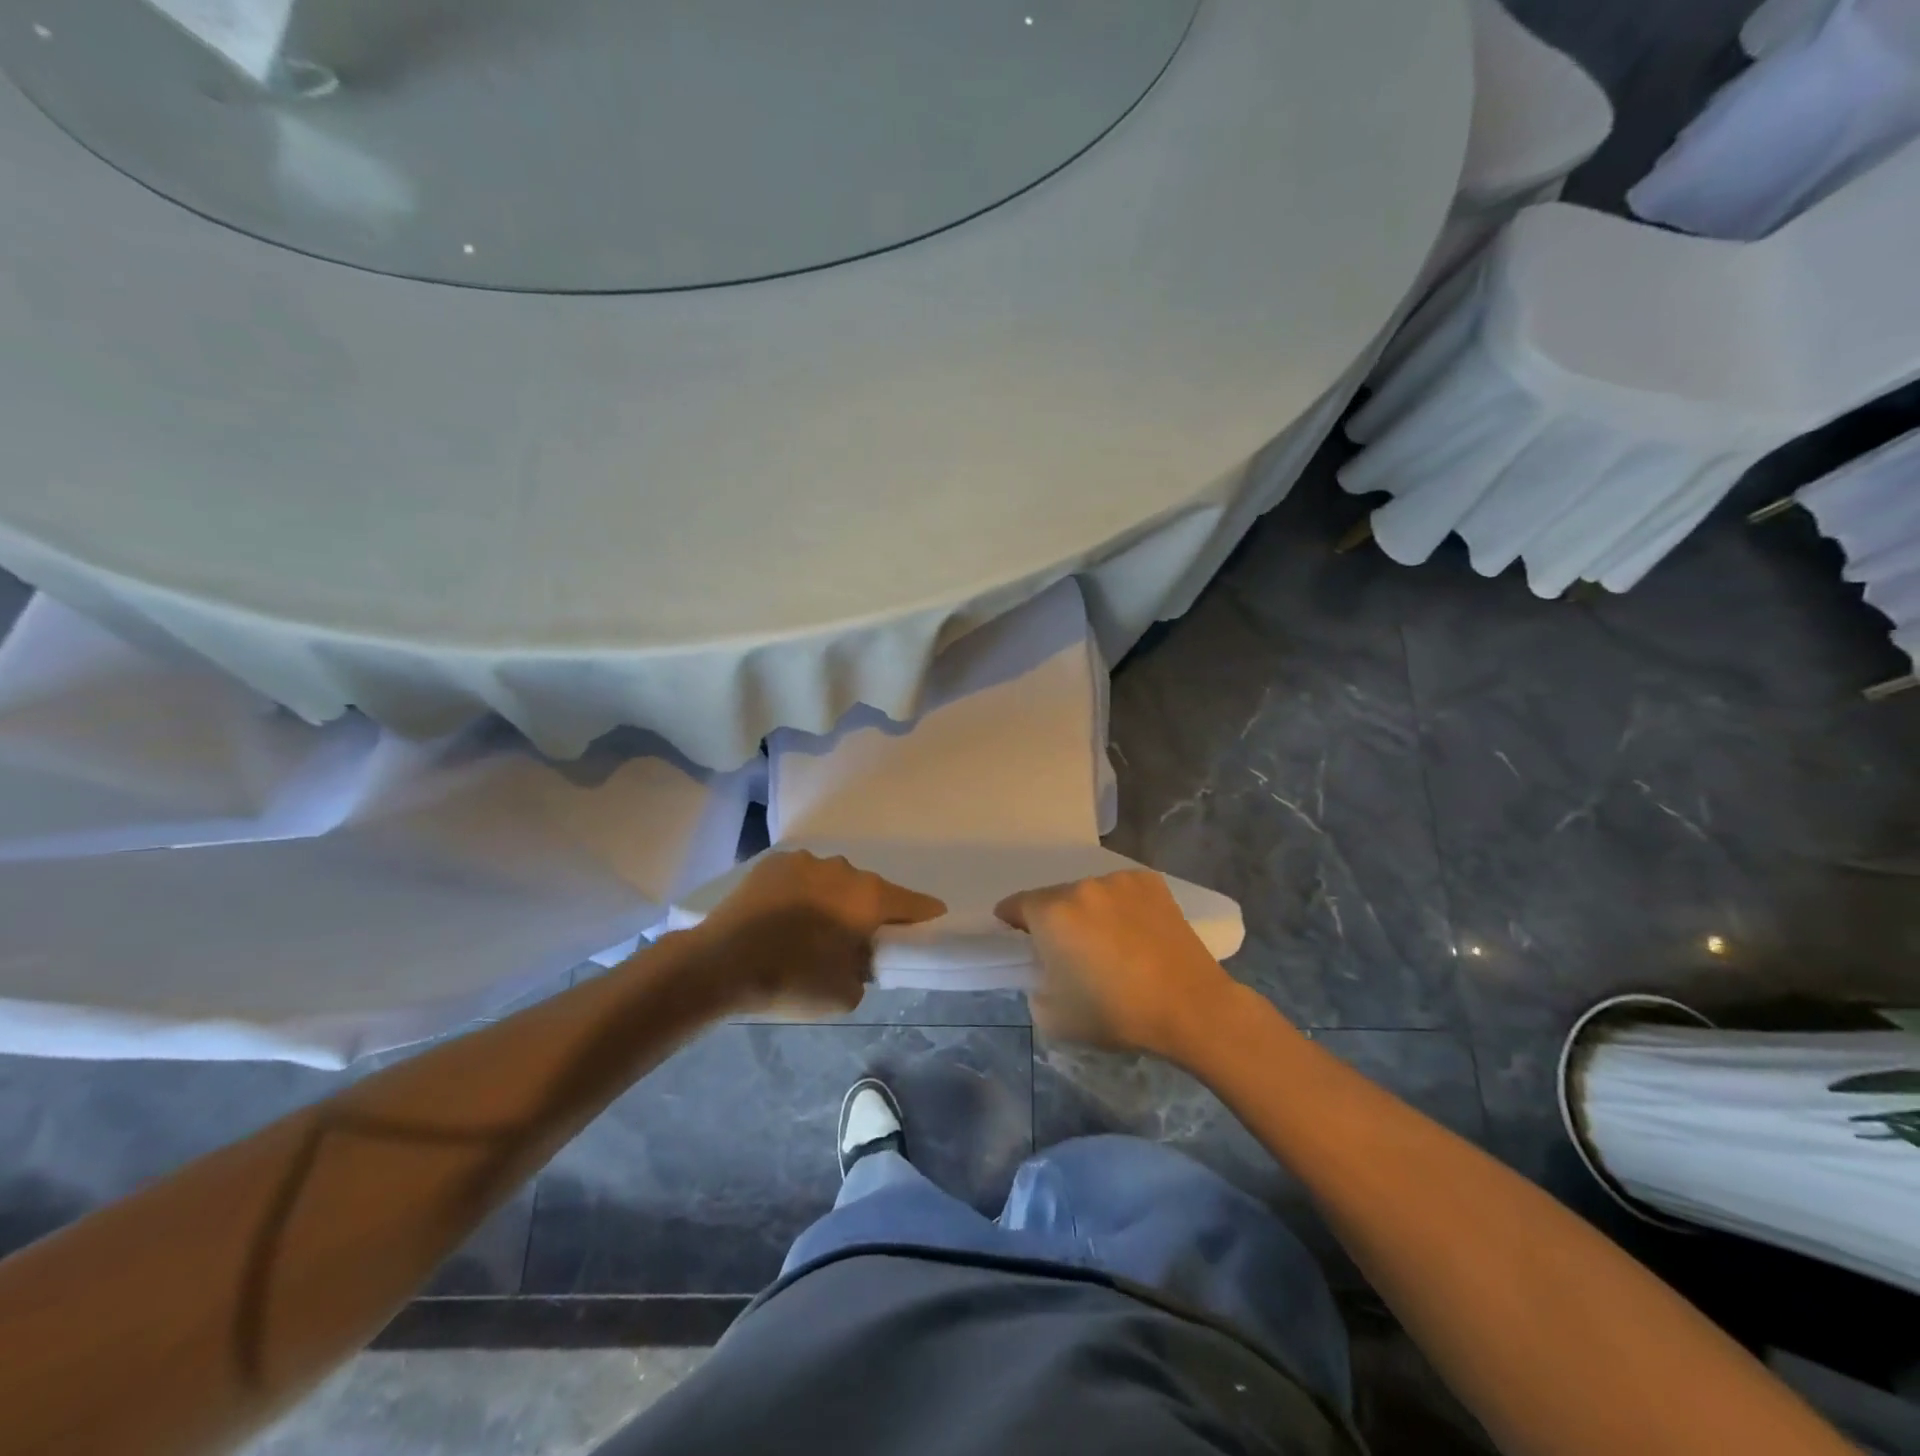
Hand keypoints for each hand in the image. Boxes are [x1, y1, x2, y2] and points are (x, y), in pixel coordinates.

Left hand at [695, 851, 946, 1017]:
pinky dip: (801, 894)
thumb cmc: (792, 980)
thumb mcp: (846, 995)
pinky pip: (801, 878)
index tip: (931, 923)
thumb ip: (866, 970)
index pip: (913, 903)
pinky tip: (783, 918)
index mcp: (868, 897)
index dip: (925, 915)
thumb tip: (859, 956)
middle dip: (868, 913)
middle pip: (869, 891)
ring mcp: (805, 861)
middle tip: (854, 941)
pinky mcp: (772, 863)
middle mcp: (843, 869)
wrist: (719, 964)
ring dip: (832, 900)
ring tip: (810, 930)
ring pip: (833, 881)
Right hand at [995, 870, 1241, 1061]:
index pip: (1016, 904)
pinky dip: (1122, 907)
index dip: (1012, 922)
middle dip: (1056, 921)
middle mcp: (1082, 887)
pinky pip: (1123, 892)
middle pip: (1056, 899)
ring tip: (1111, 944)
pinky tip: (1137, 934)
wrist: (1190, 1007)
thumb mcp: (1053, 1018)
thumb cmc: (1116, 1013)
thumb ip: (1035, 987)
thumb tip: (1046, 971)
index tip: (1018, 939)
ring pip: (1091, 895)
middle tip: (1071, 952)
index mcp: (1052, 913)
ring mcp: (1119, 881)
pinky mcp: (1152, 883)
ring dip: (1090, 913)